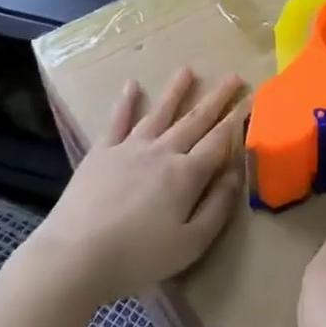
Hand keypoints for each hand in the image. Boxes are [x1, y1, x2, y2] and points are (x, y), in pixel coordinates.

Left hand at [29, 68, 246, 307]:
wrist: (75, 255)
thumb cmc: (138, 257)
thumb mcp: (190, 244)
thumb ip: (216, 208)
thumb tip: (235, 175)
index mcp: (186, 175)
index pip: (218, 141)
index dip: (236, 120)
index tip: (250, 100)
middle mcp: (162, 152)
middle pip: (195, 120)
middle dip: (217, 98)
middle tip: (233, 77)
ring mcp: (130, 148)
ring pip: (160, 112)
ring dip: (176, 90)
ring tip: (188, 69)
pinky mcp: (101, 152)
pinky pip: (118, 121)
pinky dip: (126, 102)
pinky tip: (132, 85)